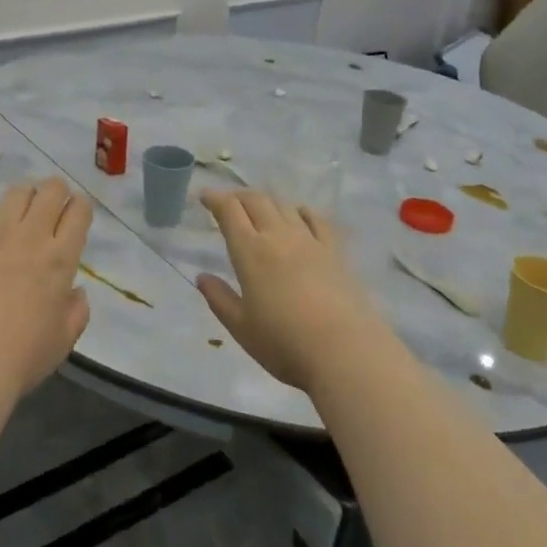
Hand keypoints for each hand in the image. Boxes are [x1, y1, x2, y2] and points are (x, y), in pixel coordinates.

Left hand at [0, 178, 92, 404]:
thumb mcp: (65, 339)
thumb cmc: (22, 357)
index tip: (77, 215)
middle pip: (51, 190)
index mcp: (61, 258)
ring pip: (16, 192)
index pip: (79, 212)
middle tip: (52, 207)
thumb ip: (76, 310)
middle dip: (57, 191)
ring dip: (24, 195)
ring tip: (21, 210)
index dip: (81, 207)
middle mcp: (30, 236)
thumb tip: (74, 292)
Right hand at [196, 190, 382, 392]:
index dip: (215, 199)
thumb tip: (201, 277)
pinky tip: (301, 214)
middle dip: (239, 196)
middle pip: (257, 201)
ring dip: (268, 202)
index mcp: (250, 252)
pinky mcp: (335, 251)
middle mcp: (278, 236)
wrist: (344, 351)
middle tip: (228, 201)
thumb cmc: (284, 343)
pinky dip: (303, 211)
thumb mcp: (241, 327)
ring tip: (260, 208)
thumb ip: (219, 299)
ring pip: (285, 206)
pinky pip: (317, 220)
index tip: (204, 196)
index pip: (229, 211)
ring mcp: (310, 241)